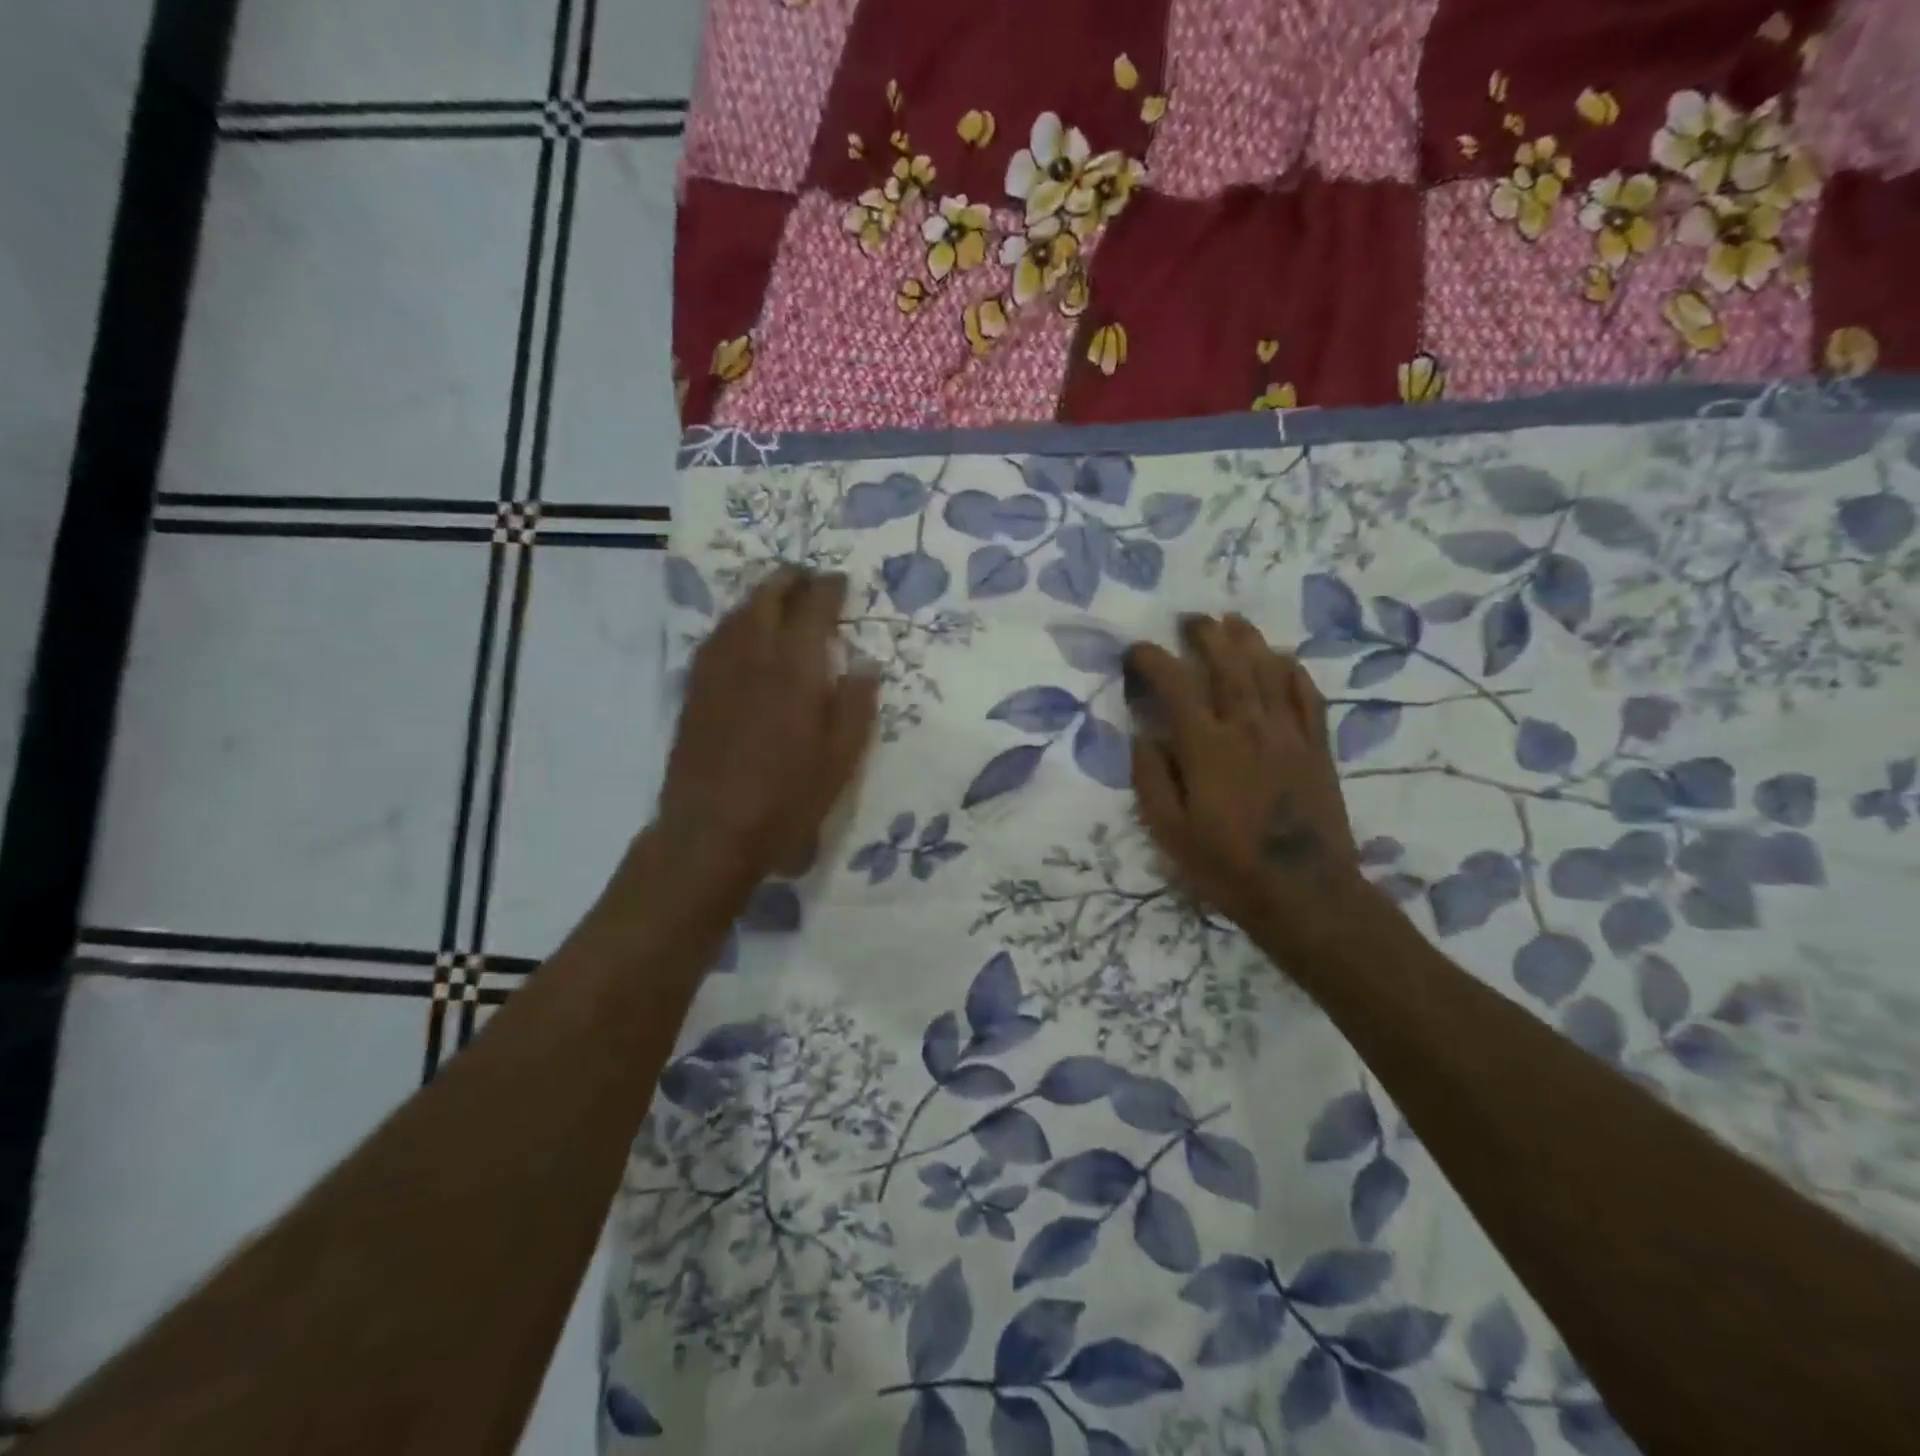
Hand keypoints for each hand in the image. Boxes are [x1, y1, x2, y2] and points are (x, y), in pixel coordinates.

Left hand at [647, 567, 878, 900]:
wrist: (711, 830)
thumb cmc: (786, 797)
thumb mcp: (840, 760)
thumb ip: (856, 706)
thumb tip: (867, 664)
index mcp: (795, 668)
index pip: (813, 608)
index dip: (829, 589)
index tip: (841, 582)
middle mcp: (752, 656)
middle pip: (768, 597)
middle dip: (790, 580)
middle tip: (809, 579)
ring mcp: (717, 670)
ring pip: (737, 613)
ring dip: (761, 596)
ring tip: (778, 598)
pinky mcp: (694, 690)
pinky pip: (716, 638)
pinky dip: (735, 622)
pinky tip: (742, 635)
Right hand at [1126, 615, 1363, 937]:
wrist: (1304, 893)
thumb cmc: (1226, 866)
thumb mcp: (1169, 831)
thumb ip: (1152, 778)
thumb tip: (1144, 735)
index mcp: (1207, 747)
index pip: (1175, 685)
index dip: (1153, 660)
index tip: (1136, 651)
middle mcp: (1249, 728)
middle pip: (1228, 664)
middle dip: (1206, 635)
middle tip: (1191, 619)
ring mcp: (1289, 734)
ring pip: (1269, 671)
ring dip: (1248, 641)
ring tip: (1233, 621)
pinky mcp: (1317, 748)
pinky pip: (1307, 697)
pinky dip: (1293, 672)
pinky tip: (1284, 659)